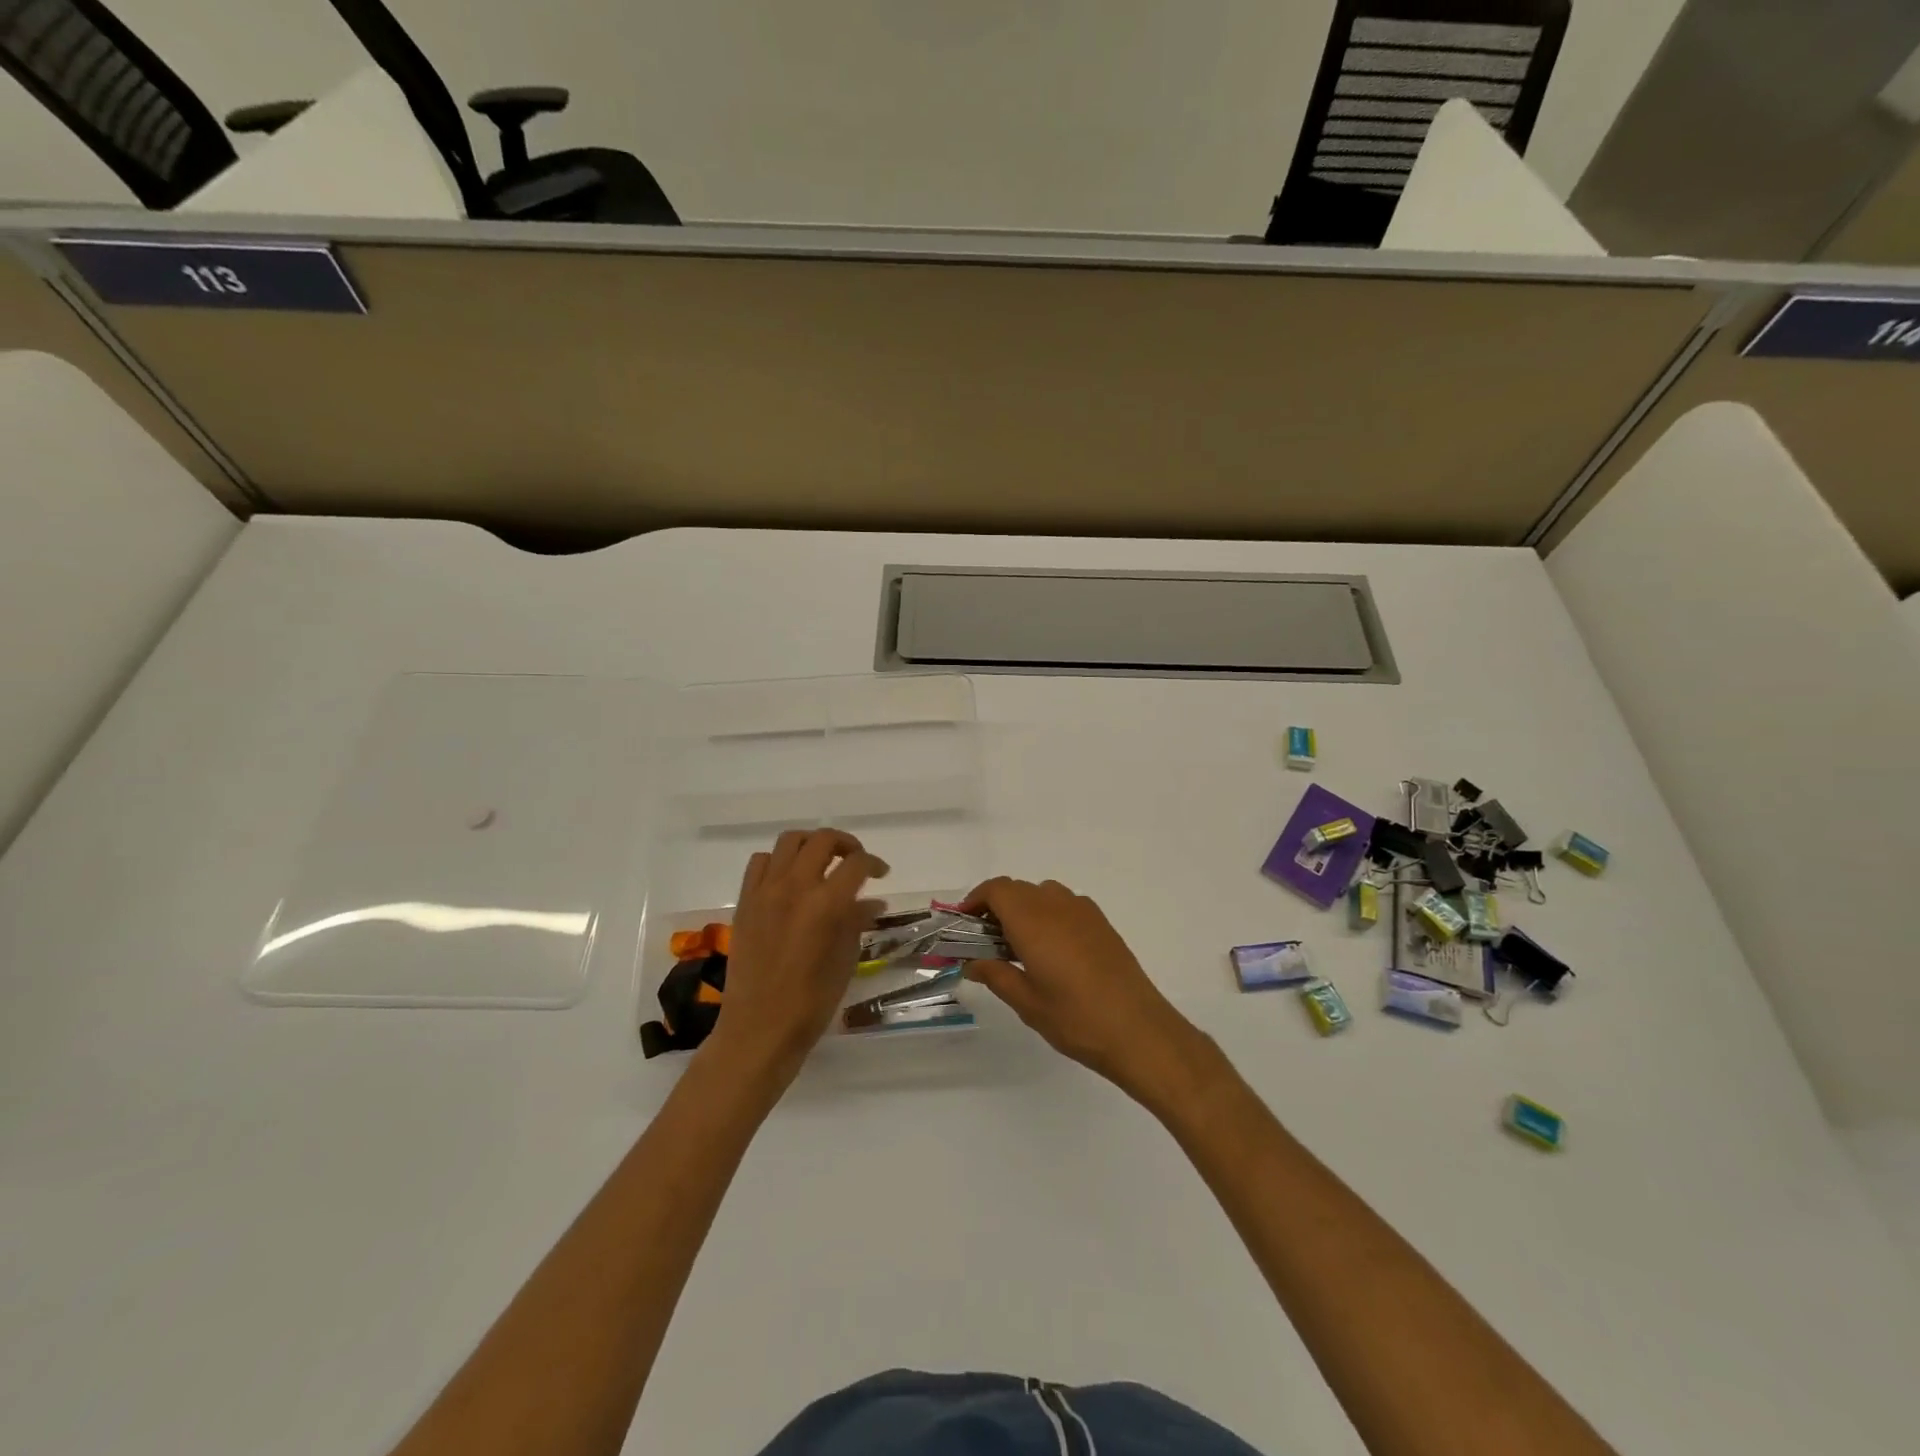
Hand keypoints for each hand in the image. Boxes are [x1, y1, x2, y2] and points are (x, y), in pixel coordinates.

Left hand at [704, 829, 887, 1088]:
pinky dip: (778, 861)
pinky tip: (788, 879)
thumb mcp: (845, 960)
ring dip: (811, 845)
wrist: (759, 1028)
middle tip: (855, 860)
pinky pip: (760, 862)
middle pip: (823, 840)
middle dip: (845, 844)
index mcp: (827, 904)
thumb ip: (857, 922)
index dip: (874, 863)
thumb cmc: (812, 1001)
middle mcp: (795, 887)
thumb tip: (872, 902)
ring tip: (822, 862)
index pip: (856, 864)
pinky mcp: (745, 901)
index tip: (881, 873)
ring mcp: (765, 891)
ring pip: (789, 841)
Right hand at [962, 877, 1211, 1104]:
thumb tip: (971, 962)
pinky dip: (1047, 914)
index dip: (975, 900)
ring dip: (1023, 909)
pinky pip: (1064, 904)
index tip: (963, 924)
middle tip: (984, 941)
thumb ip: (995, 975)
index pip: (996, 890)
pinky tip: (1051, 950)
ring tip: (1017, 946)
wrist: (1138, 1030)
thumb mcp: (1026, 1001)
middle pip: (1017, 889)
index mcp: (1033, 920)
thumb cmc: (1075, 1018)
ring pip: (1042, 893)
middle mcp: (1057, 905)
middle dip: (996, 907)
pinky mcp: (1101, 923)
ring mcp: (1083, 911)